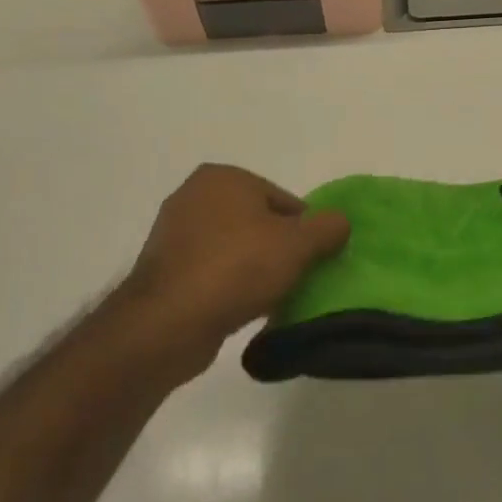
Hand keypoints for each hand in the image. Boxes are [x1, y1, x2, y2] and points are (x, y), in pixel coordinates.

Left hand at [107, 164, 349, 383]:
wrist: (168, 323)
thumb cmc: (237, 268)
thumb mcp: (299, 244)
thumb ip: (329, 227)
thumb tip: (340, 223)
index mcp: (224, 177)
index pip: (283, 200)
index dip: (304, 231)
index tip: (311, 259)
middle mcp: (194, 196)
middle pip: (259, 223)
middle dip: (278, 249)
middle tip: (294, 278)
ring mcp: (173, 234)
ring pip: (235, 248)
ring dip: (254, 269)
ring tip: (269, 297)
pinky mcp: (162, 271)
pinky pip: (211, 272)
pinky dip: (229, 286)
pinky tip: (242, 308)